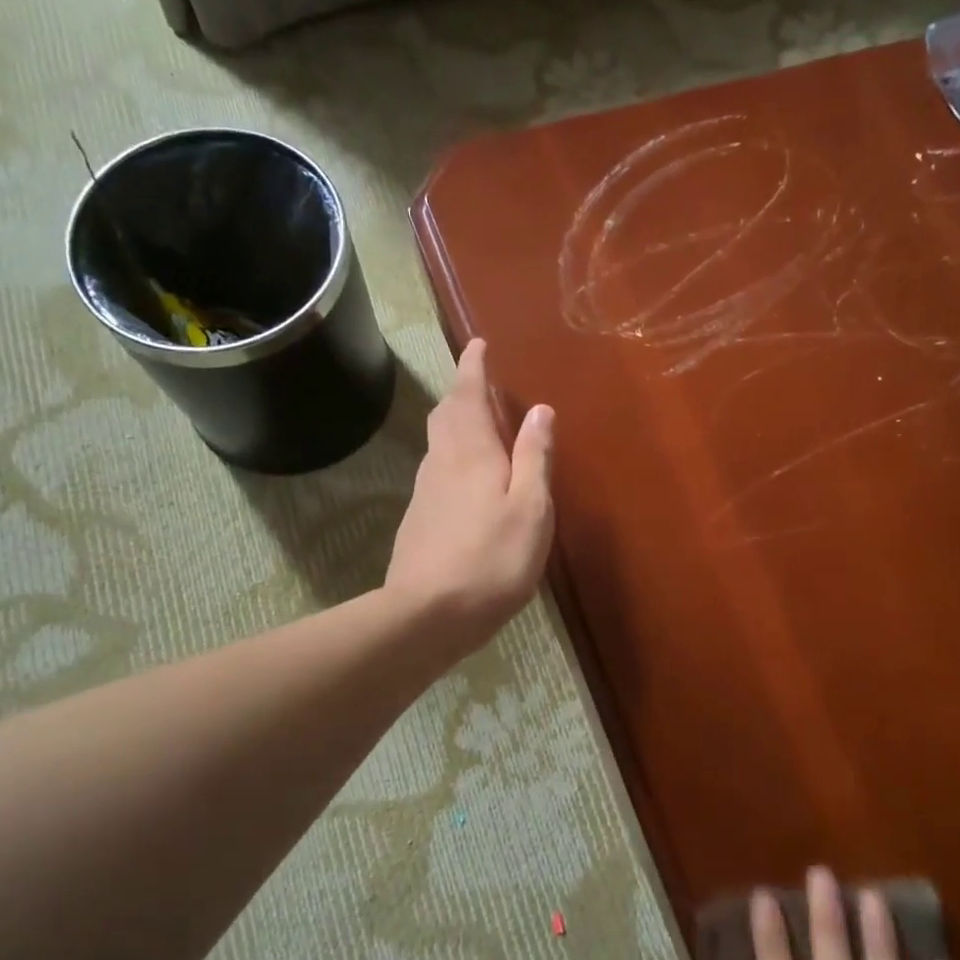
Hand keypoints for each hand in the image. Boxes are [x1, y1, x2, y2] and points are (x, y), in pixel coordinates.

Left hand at [385, 339, 554, 650]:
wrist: (427, 615)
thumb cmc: (491, 559)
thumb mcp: (530, 508)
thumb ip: (533, 457)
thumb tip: (540, 410)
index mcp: (471, 452)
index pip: (468, 394)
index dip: (473, 366)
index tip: (479, 344)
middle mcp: (441, 462)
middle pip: (446, 414)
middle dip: (462, 392)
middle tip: (481, 383)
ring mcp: (425, 491)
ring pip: (439, 442)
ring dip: (456, 422)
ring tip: (480, 425)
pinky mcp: (419, 519)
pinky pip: (437, 469)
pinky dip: (452, 456)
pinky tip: (467, 478)